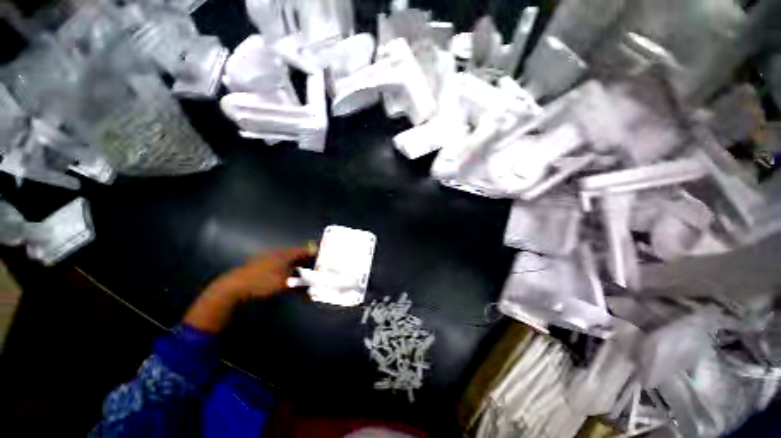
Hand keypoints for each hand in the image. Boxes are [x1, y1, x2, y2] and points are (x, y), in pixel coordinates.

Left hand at [184, 246, 315, 332]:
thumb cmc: (262, 282)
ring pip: (290, 260)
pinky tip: (289, 277)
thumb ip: (300, 286)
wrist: (234, 286)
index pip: (306, 251)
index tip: (323, 261)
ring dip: (298, 267)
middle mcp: (280, 253)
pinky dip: (288, 270)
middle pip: (298, 255)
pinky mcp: (263, 264)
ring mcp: (270, 258)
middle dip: (308, 262)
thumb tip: (312, 291)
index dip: (315, 255)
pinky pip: (281, 264)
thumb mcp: (284, 284)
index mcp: (286, 253)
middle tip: (316, 270)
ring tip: (305, 275)